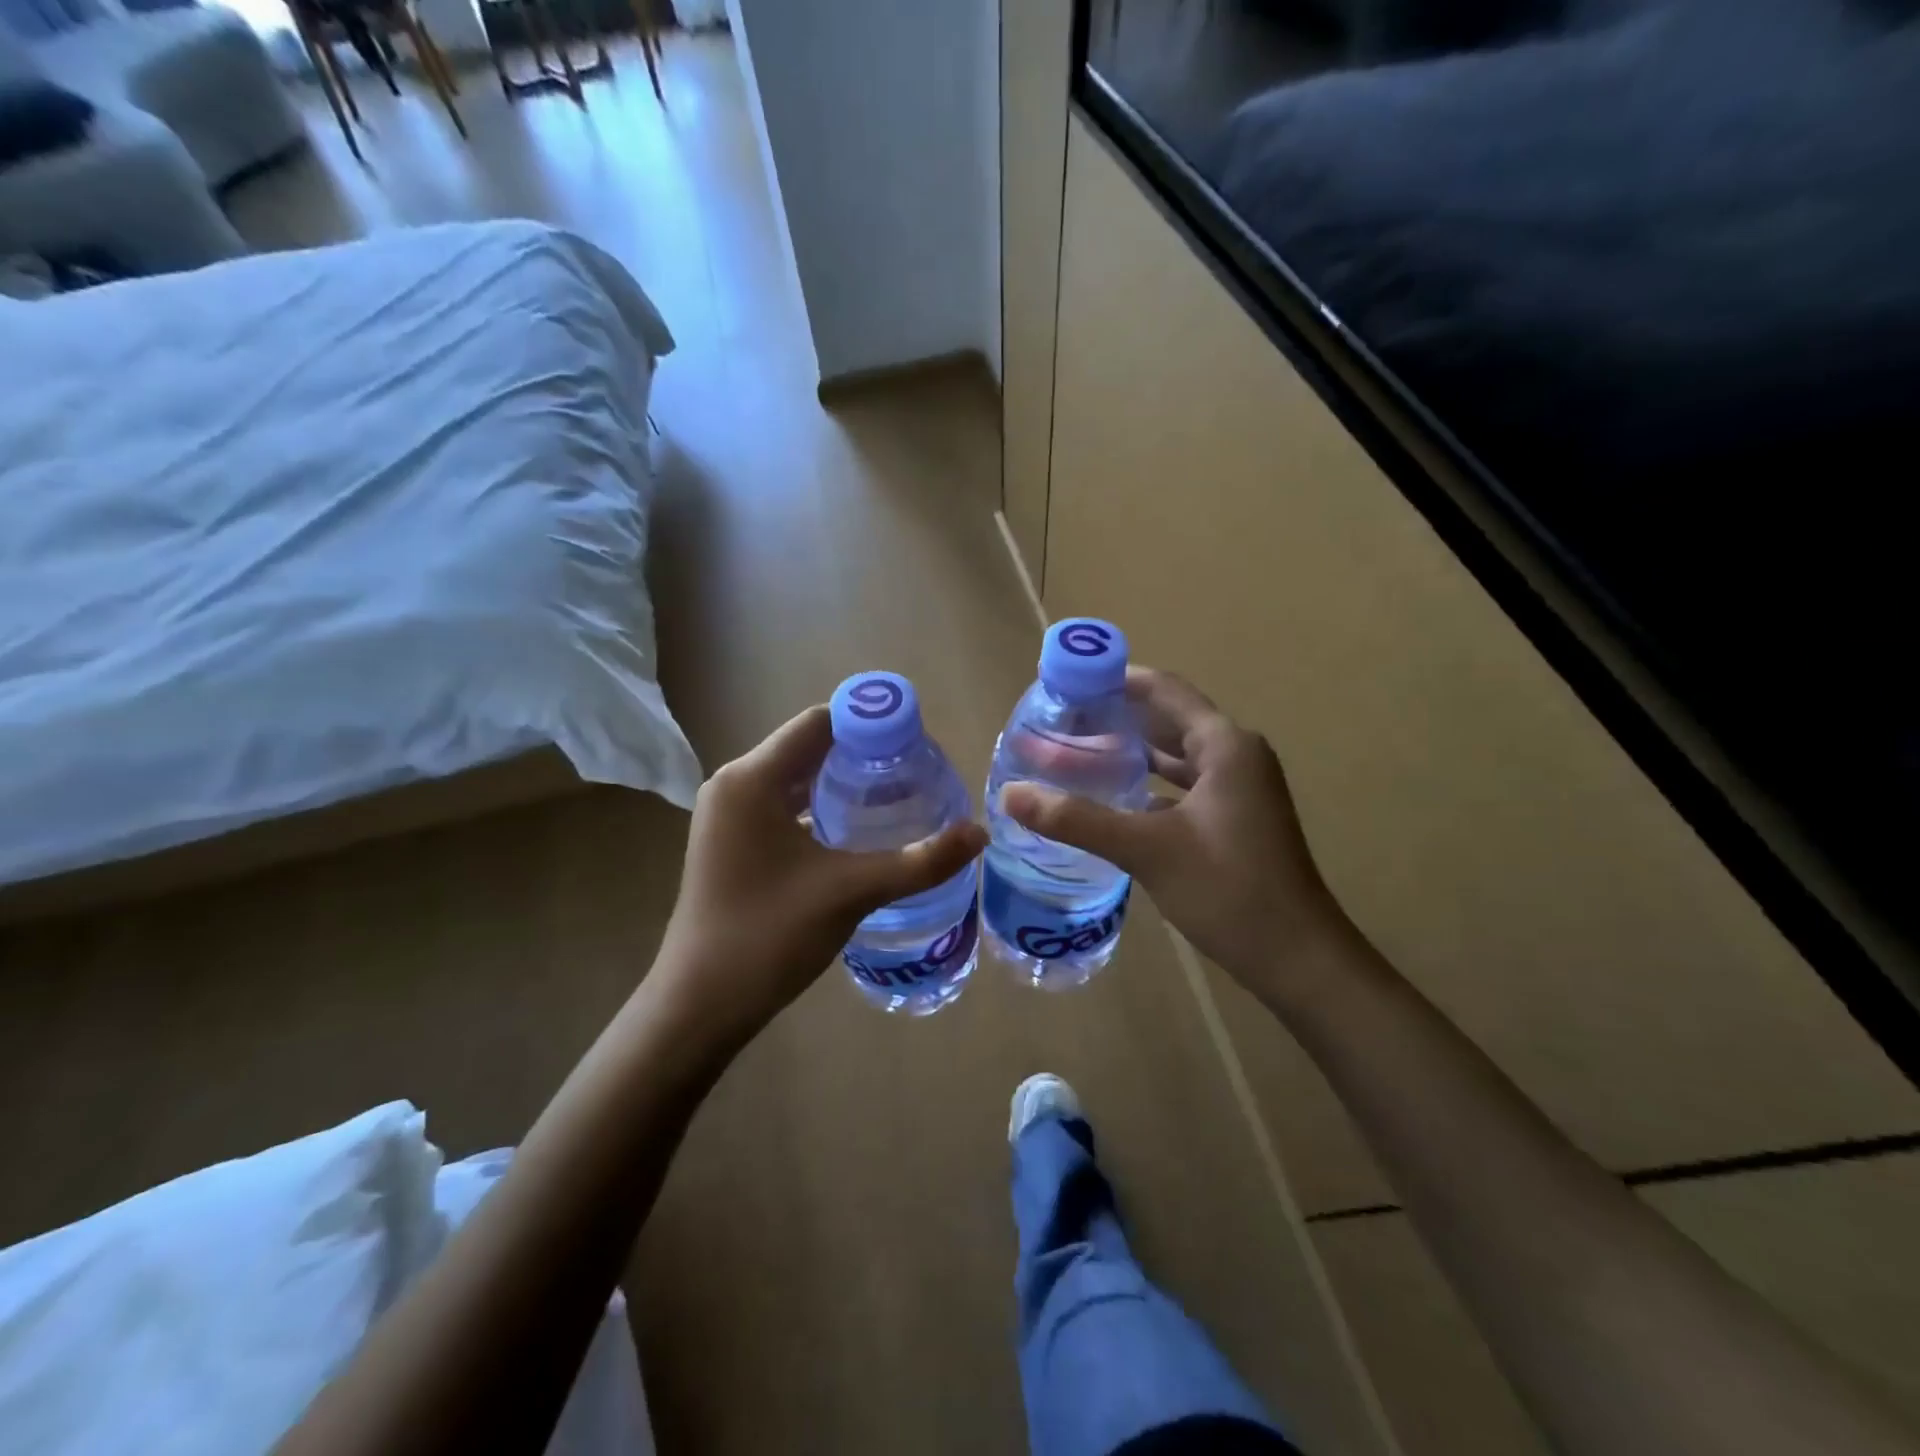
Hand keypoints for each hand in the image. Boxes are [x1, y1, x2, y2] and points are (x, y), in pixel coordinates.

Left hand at [656, 706, 986, 1043]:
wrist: (699, 1005)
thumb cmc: (769, 937)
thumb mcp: (852, 892)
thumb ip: (919, 861)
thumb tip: (980, 833)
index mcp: (752, 779)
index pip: (819, 722)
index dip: (870, 725)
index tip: (916, 746)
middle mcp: (733, 784)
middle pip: (808, 747)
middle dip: (861, 754)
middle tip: (914, 774)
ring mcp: (726, 815)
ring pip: (795, 778)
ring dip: (841, 782)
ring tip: (894, 798)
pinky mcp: (729, 842)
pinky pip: (781, 805)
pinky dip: (818, 807)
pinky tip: (854, 832)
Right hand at [1001, 668, 1345, 994]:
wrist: (1297, 958)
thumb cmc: (1227, 889)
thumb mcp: (1146, 849)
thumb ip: (1076, 818)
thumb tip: (1009, 795)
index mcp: (1224, 745)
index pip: (1163, 690)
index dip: (1115, 680)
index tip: (1067, 684)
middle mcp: (1235, 756)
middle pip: (1167, 720)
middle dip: (1116, 718)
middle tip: (1062, 721)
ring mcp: (1239, 790)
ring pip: (1176, 757)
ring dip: (1131, 754)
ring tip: (1077, 754)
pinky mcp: (1235, 820)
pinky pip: (1184, 787)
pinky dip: (1149, 786)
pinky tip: (1113, 799)